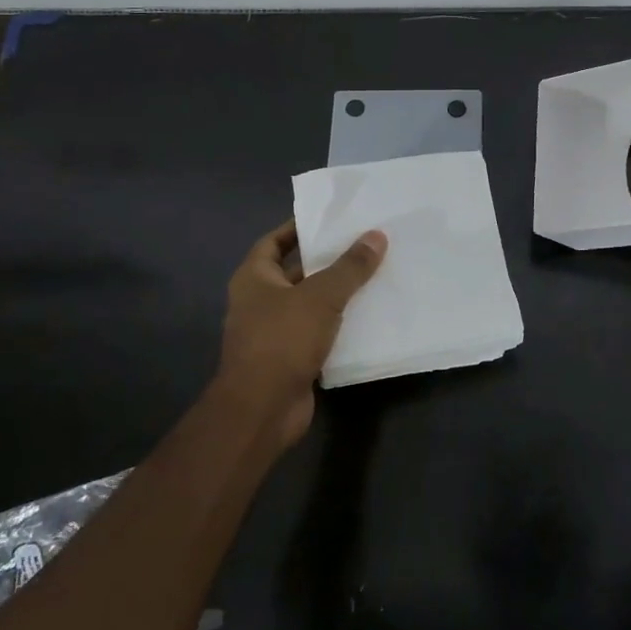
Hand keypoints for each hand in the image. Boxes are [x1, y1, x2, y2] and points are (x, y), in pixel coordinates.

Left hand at [215, 220, 385, 449]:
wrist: (261, 410)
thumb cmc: (282, 340)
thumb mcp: (321, 296)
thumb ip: (350, 266)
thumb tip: (377, 235)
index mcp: (253, 278)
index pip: (274, 241)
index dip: (299, 228)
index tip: (331, 219)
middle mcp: (259, 301)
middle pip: (295, 271)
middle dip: (326, 260)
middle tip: (364, 244)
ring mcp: (273, 332)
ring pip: (310, 304)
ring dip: (336, 294)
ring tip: (374, 275)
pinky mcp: (290, 359)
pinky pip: (317, 332)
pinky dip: (338, 325)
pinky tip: (369, 316)